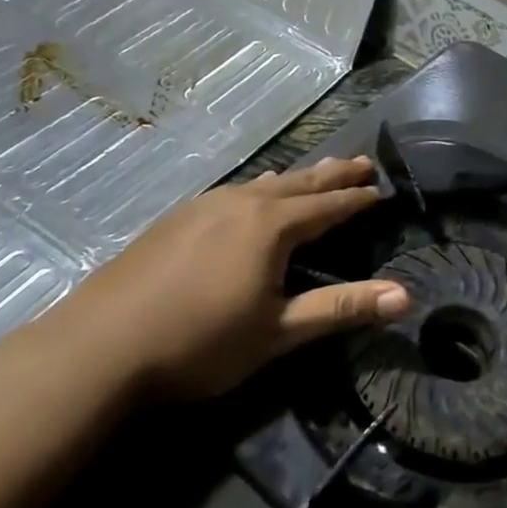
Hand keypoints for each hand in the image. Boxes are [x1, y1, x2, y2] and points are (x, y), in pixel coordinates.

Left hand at [69, 156, 408, 395]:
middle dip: (333, 175)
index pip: (329, 206)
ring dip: (296, 179)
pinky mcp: (176, 219)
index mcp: (272, 226)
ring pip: (264, 183)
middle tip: (362, 162)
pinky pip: (234, 192)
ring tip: (316, 172)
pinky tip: (251, 196)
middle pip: (299, 183)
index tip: (382, 189)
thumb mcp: (278, 332)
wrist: (100, 346)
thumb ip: (341, 309)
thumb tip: (406, 296)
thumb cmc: (200, 342)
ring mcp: (204, 207)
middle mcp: (242, 203)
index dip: (358, 199)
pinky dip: (259, 189)